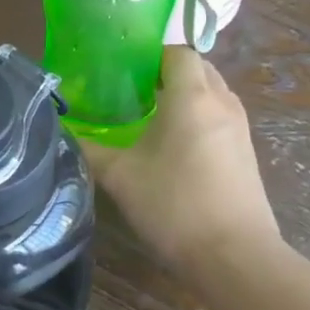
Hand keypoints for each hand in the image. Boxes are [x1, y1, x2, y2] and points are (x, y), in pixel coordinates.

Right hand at [78, 48, 283, 271]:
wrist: (235, 258)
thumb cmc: (174, 205)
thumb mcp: (119, 176)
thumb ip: (89, 149)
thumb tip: (63, 132)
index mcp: (192, 96)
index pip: (177, 51)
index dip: (150, 54)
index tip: (122, 69)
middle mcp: (222, 103)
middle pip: (198, 68)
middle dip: (167, 72)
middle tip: (131, 89)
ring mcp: (240, 129)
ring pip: (212, 93)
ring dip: (185, 95)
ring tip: (150, 115)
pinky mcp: (247, 153)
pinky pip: (220, 117)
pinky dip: (199, 117)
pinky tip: (174, 145)